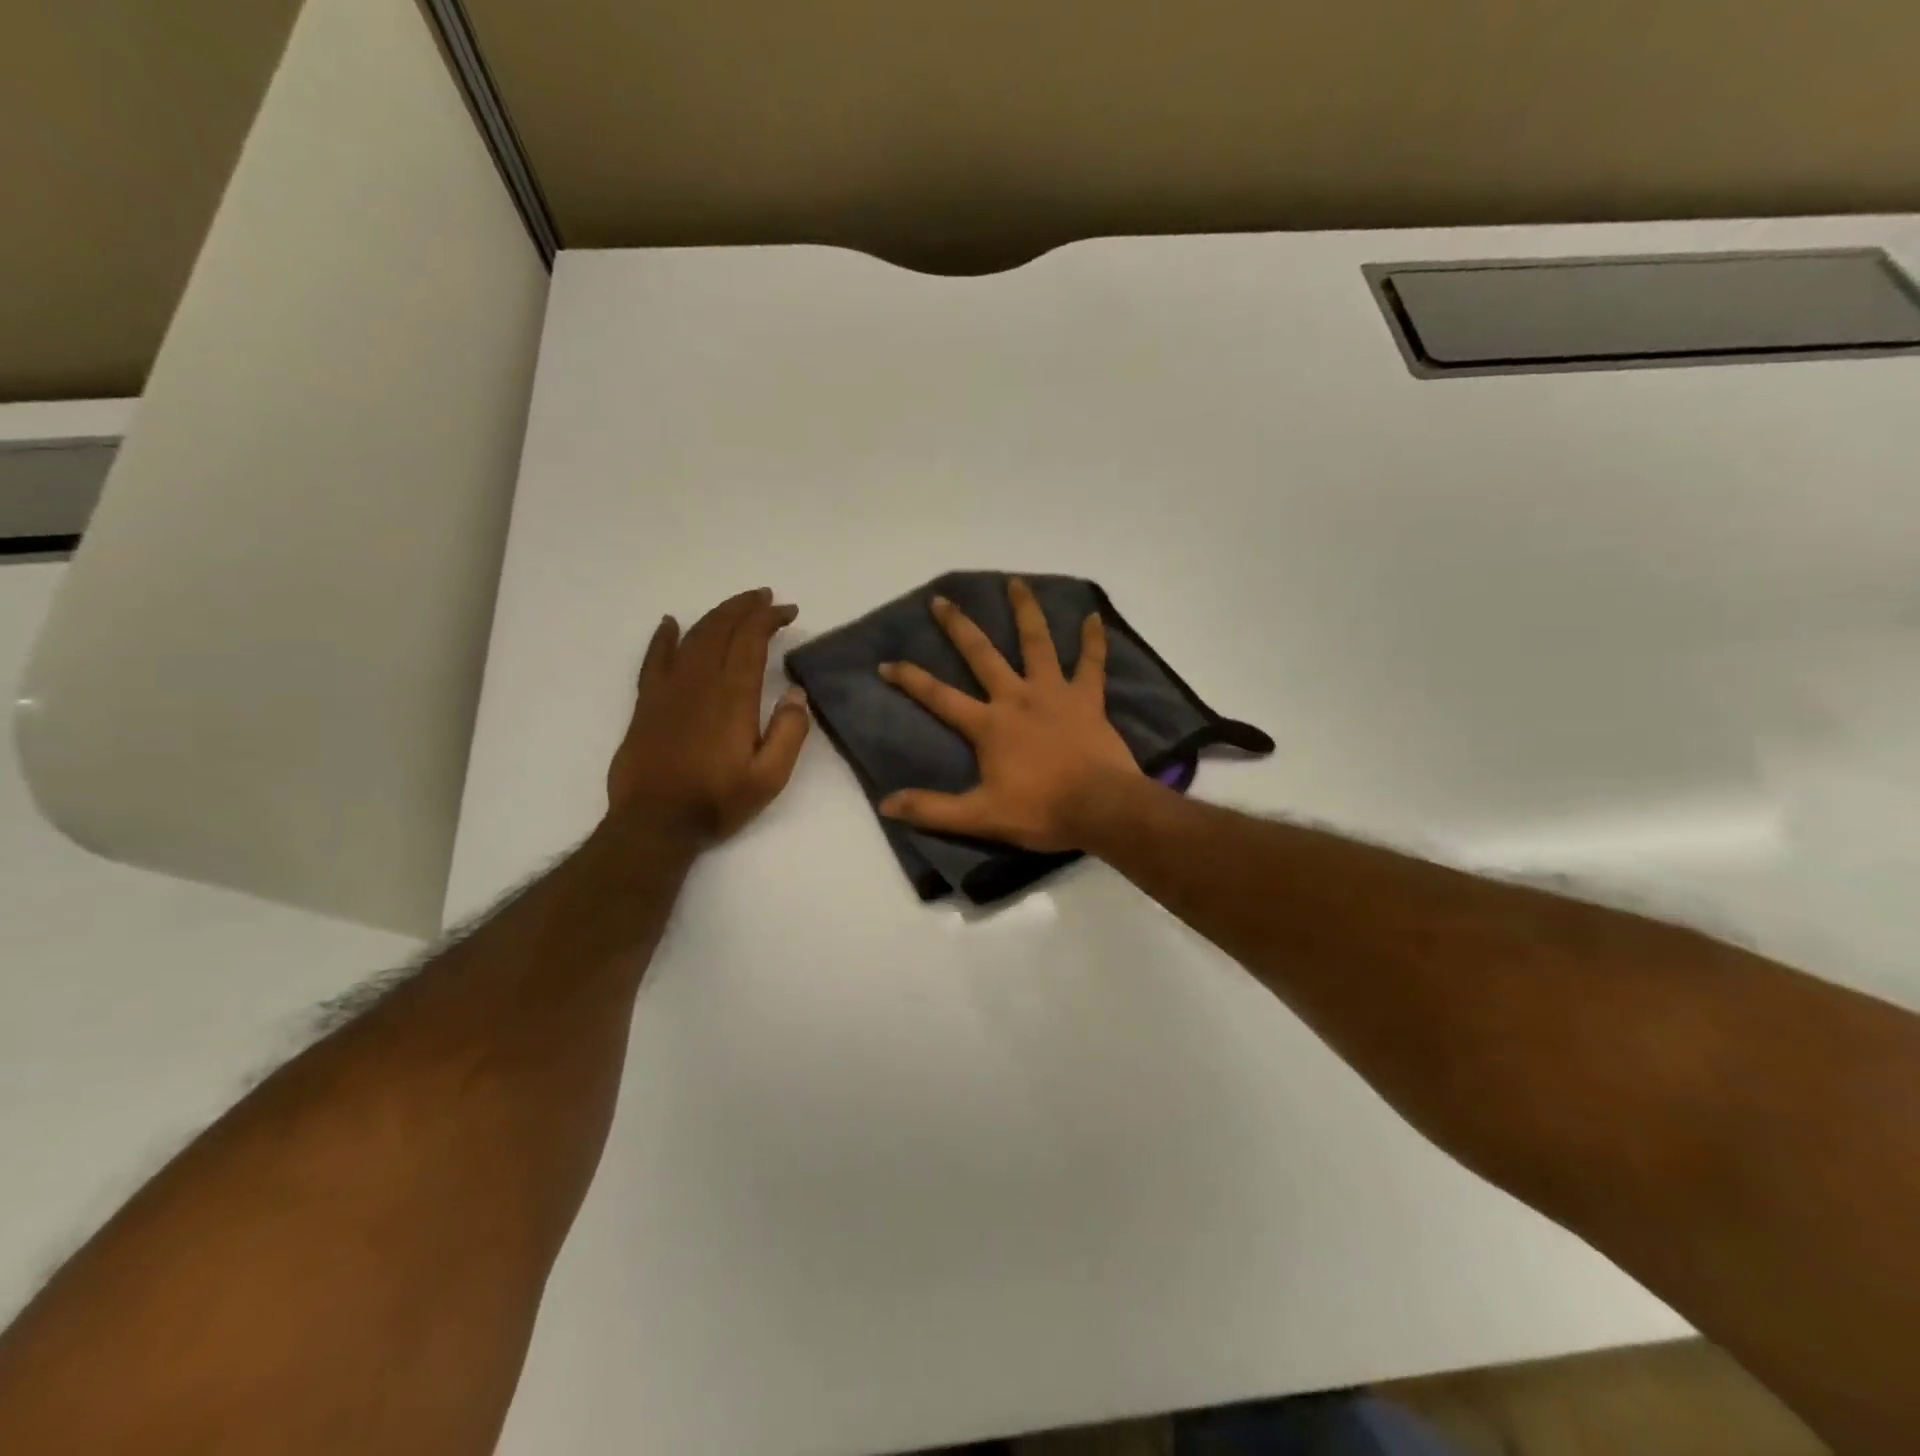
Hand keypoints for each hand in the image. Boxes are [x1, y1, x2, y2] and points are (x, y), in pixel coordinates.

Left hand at [607, 588, 810, 845]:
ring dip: (716, 615)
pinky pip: (654, 658)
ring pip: (693, 636)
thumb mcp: (769, 777)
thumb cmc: (717, 801)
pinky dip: (664, 637)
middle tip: (766, 598)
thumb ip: (789, 733)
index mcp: (733, 696)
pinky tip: (671, 623)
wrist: (655, 822)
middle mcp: (699, 681)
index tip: (788, 611)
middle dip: (745, 608)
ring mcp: (668, 688)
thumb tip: (797, 694)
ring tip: (736, 606)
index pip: (751, 640)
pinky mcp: (647, 702)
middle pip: (721, 629)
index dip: (769, 618)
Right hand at [877, 577, 1141, 851]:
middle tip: (941, 599)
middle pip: (982, 654)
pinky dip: (1093, 640)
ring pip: (1037, 643)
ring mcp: (1055, 693)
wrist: (1101, 808)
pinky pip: (1092, 663)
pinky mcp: (1088, 699)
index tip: (886, 663)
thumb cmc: (1041, 811)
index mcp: (989, 724)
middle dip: (958, 627)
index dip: (910, 679)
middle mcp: (1017, 698)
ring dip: (1025, 612)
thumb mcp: (980, 817)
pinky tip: (1093, 617)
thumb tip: (886, 804)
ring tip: (1016, 583)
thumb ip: (933, 810)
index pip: (939, 696)